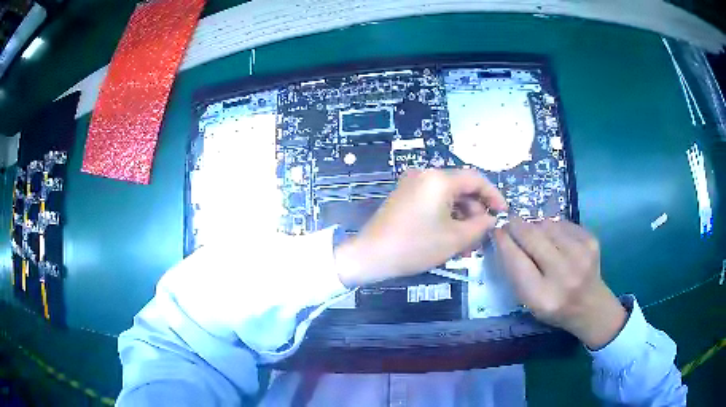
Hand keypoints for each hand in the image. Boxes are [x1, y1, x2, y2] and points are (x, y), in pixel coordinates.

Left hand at [336, 169, 506, 286]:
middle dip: (476, 212)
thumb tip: (491, 218)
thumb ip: (480, 225)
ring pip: (448, 197)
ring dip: (461, 218)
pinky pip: (433, 201)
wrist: (370, 255)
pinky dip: (445, 217)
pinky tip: (451, 238)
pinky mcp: (404, 196)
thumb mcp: (455, 238)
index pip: (476, 179)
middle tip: (482, 235)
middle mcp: (425, 174)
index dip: (493, 195)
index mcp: (439, 179)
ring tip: (467, 244)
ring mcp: (412, 184)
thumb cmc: (415, 246)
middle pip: (461, 188)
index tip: (503, 213)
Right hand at [494, 218, 626, 349]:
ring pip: (546, 225)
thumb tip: (505, 237)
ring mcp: (581, 254)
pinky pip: (562, 223)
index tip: (496, 230)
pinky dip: (553, 227)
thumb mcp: (530, 302)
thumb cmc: (556, 308)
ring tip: (536, 236)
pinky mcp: (591, 241)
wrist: (591, 306)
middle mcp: (563, 274)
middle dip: (516, 226)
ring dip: (535, 227)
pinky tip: (555, 239)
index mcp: (543, 297)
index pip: (516, 261)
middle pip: (532, 237)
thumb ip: (517, 273)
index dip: (504, 242)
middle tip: (509, 222)